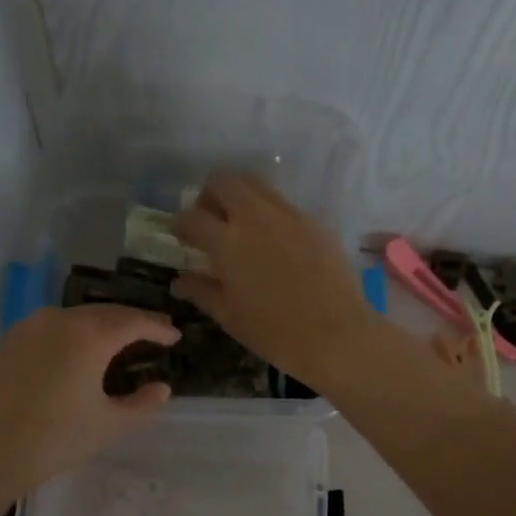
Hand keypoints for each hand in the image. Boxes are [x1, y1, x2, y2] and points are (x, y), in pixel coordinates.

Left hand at [0, 305, 179, 510]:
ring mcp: (30, 327)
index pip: (133, 321)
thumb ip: (141, 404)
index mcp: (89, 336)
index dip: (157, 328)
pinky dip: (74, 332)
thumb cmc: (54, 439)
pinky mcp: (9, 341)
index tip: (174, 336)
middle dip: (131, 321)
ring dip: (102, 324)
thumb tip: (161, 388)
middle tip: (153, 333)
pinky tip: (79, 350)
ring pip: (76, 316)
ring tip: (119, 340)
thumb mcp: (108, 425)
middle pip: (105, 312)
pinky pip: (52, 326)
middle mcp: (59, 320)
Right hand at [170, 172, 377, 384]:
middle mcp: (255, 217)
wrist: (336, 335)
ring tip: (240, 226)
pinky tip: (273, 242)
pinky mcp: (314, 221)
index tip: (182, 237)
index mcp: (227, 242)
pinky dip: (268, 213)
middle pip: (224, 181)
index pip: (192, 217)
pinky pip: (283, 204)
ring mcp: (288, 215)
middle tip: (210, 220)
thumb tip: (179, 281)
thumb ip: (202, 291)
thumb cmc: (275, 332)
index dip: (181, 225)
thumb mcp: (230, 316)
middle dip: (210, 195)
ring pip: (256, 184)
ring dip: (240, 197)